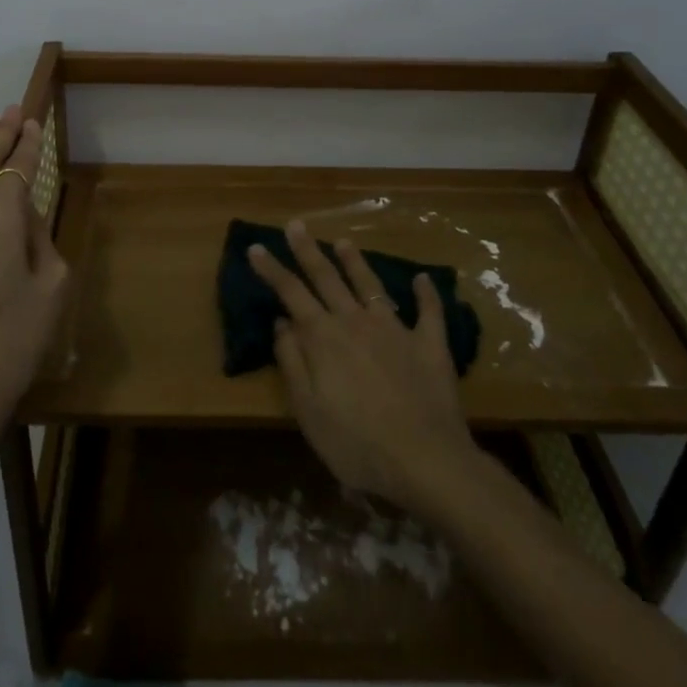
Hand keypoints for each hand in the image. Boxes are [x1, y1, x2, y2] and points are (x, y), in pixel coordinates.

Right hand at [249, 222, 479, 509]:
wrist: (426, 461)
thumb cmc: (357, 444)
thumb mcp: (309, 411)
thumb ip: (293, 363)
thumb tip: (282, 322)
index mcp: (324, 338)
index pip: (291, 294)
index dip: (272, 269)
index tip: (256, 246)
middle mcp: (356, 322)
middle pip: (327, 278)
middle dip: (308, 250)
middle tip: (296, 224)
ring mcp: (395, 330)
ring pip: (371, 286)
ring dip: (356, 262)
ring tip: (344, 241)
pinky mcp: (429, 345)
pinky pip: (429, 313)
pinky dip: (427, 294)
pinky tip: (424, 279)